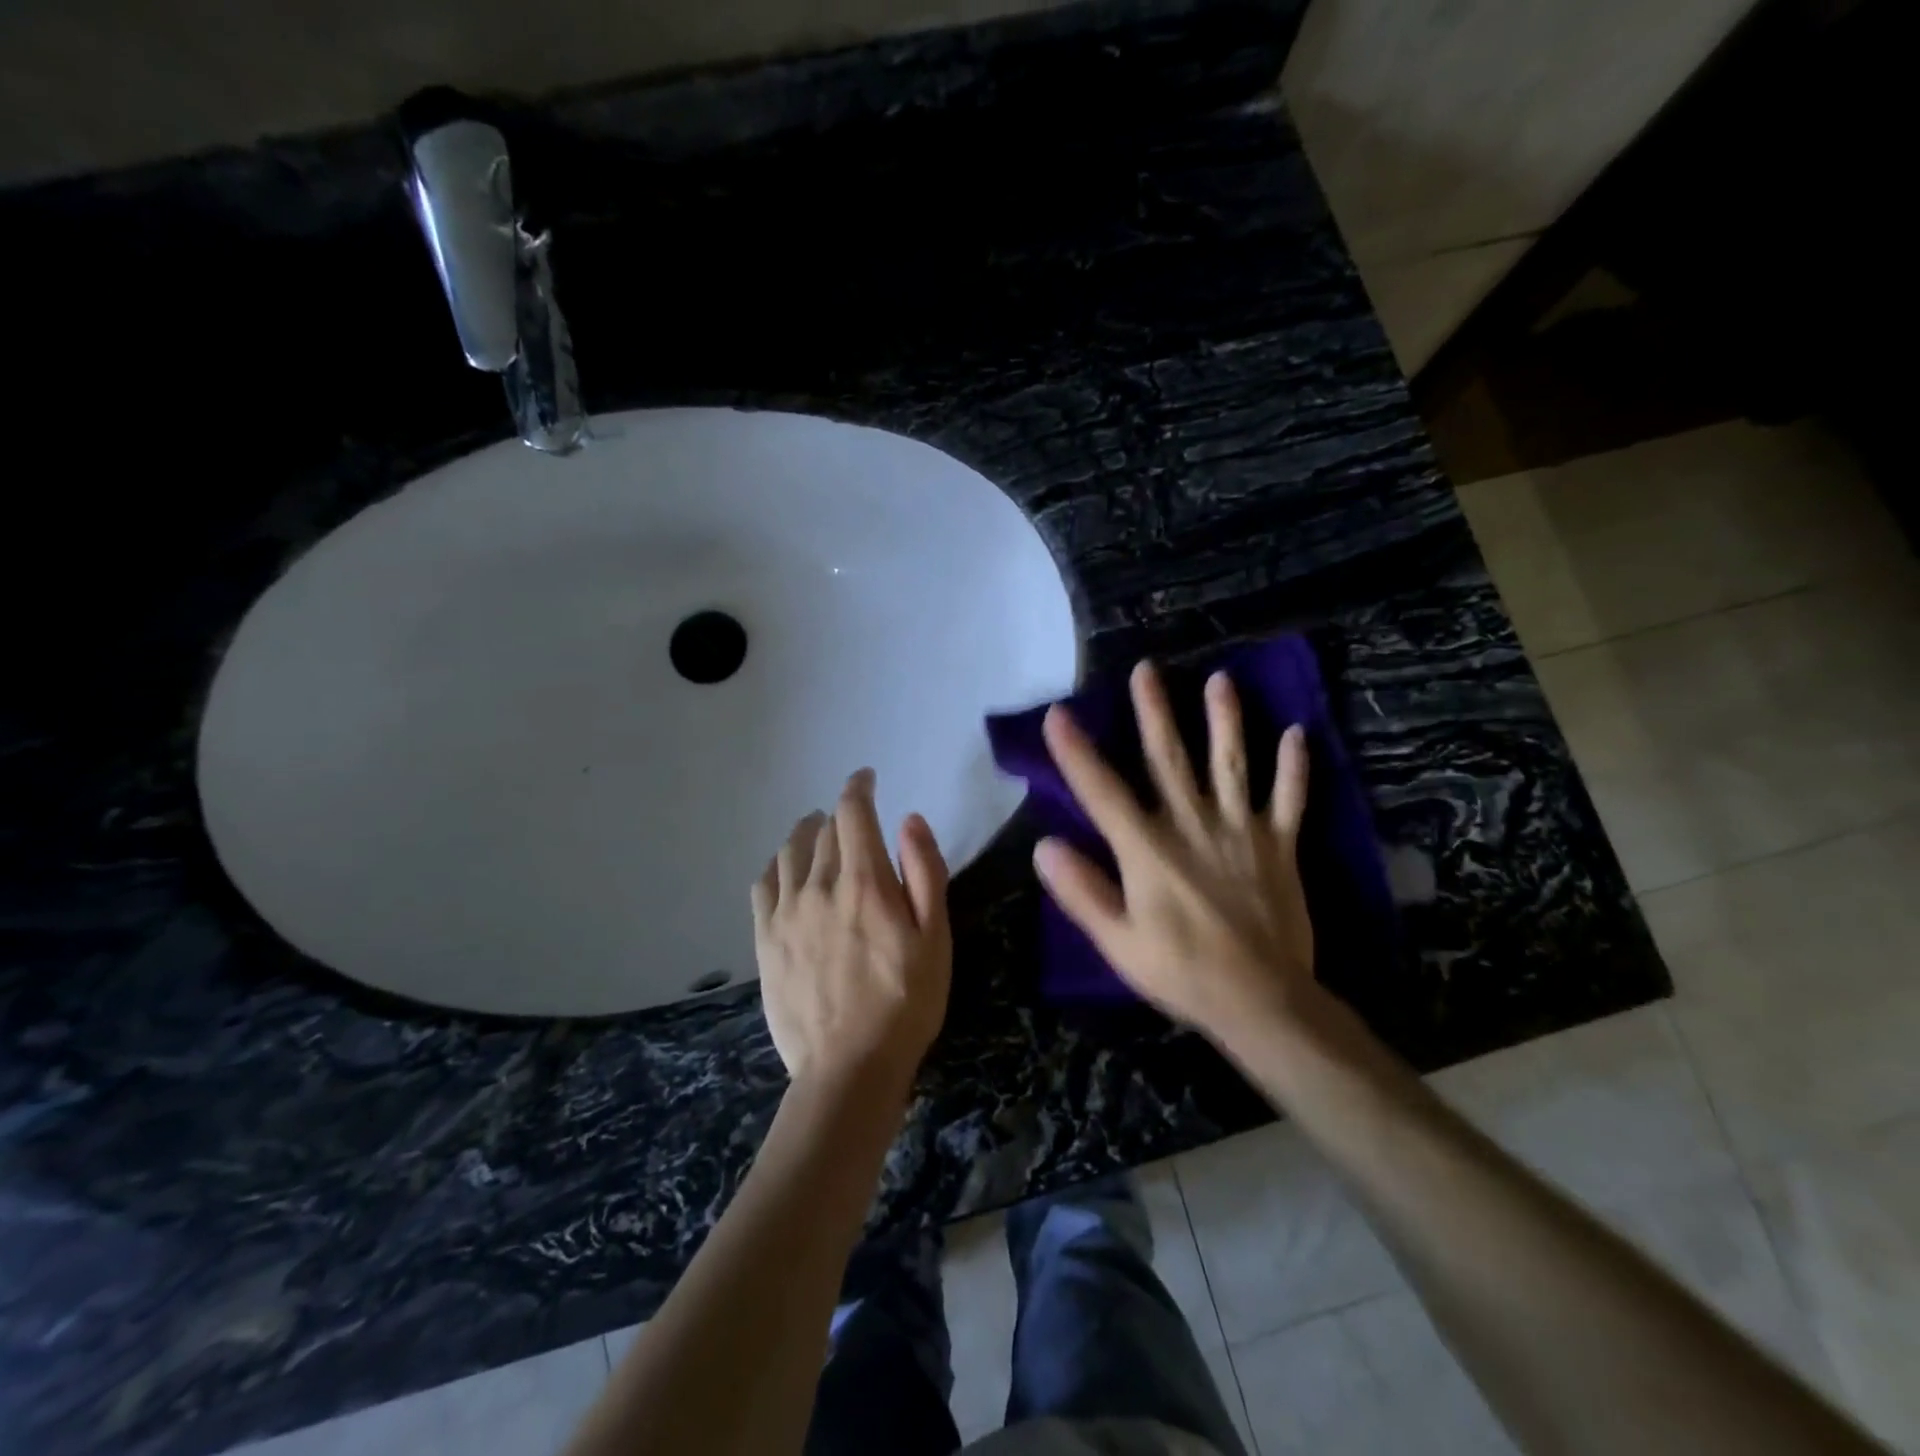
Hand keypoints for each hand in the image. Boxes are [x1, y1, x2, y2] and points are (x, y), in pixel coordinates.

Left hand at [751, 769, 951, 1095]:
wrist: (849, 1066)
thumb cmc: (906, 1001)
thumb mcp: (935, 937)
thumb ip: (924, 872)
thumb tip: (908, 820)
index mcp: (864, 881)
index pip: (853, 812)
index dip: (859, 787)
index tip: (866, 779)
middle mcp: (819, 885)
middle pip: (824, 830)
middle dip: (840, 816)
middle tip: (853, 820)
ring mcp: (786, 912)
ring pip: (790, 851)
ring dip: (807, 833)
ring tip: (817, 833)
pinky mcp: (765, 939)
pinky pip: (763, 884)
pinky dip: (777, 865)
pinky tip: (785, 870)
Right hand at [1035, 660, 1319, 1042]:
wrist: (1263, 1002)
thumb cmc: (1182, 973)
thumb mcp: (1118, 943)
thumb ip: (1082, 892)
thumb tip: (1045, 846)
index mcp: (1147, 850)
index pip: (1102, 791)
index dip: (1076, 752)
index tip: (1058, 714)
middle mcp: (1192, 826)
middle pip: (1169, 758)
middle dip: (1154, 712)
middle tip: (1145, 669)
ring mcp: (1241, 832)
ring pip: (1231, 765)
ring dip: (1226, 721)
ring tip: (1220, 680)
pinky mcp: (1279, 847)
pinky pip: (1289, 800)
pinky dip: (1294, 768)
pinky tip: (1298, 734)